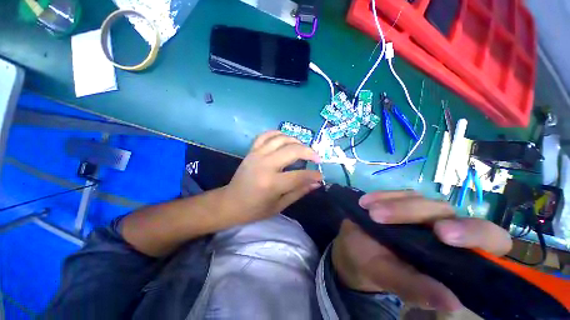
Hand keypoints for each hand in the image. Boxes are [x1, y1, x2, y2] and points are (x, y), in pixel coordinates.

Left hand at [222, 131, 322, 223]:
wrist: (229, 203)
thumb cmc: (254, 209)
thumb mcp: (279, 206)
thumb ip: (299, 192)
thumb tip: (316, 183)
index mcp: (272, 183)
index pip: (300, 176)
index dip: (314, 175)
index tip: (320, 175)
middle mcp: (265, 165)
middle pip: (293, 151)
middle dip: (309, 153)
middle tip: (317, 158)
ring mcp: (257, 155)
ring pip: (281, 139)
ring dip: (296, 141)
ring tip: (303, 149)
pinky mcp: (251, 151)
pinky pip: (266, 135)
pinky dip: (278, 134)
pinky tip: (286, 139)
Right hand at [332, 191, 511, 311]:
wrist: (353, 246)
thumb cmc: (373, 266)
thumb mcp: (389, 277)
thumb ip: (416, 289)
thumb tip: (453, 303)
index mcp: (454, 255)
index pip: (490, 240)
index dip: (475, 234)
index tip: (443, 234)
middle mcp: (444, 229)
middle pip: (445, 211)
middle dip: (415, 212)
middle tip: (387, 216)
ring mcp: (421, 211)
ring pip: (418, 199)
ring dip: (394, 206)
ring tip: (371, 214)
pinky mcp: (401, 200)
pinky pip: (395, 193)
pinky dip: (381, 196)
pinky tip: (365, 203)